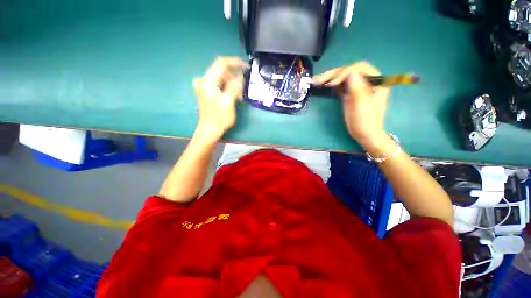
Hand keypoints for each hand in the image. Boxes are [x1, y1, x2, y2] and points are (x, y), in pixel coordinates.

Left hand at [193, 57, 246, 140]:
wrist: (210, 130)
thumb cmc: (219, 118)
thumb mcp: (228, 102)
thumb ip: (234, 87)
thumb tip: (241, 77)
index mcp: (207, 81)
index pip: (221, 64)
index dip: (234, 63)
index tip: (245, 66)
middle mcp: (204, 81)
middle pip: (222, 72)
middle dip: (235, 79)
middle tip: (243, 91)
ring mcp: (205, 86)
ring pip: (223, 79)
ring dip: (233, 86)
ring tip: (240, 97)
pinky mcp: (207, 91)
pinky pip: (220, 85)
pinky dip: (228, 89)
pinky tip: (234, 97)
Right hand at [312, 61, 389, 147]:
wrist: (365, 135)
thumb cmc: (366, 123)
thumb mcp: (362, 107)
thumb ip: (358, 90)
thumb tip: (350, 73)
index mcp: (376, 81)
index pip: (360, 68)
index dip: (344, 73)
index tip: (332, 84)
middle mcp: (367, 80)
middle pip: (348, 71)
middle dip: (332, 74)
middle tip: (317, 80)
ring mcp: (357, 86)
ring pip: (342, 77)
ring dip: (328, 78)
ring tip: (315, 81)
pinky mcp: (349, 93)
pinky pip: (339, 85)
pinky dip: (330, 84)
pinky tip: (321, 84)